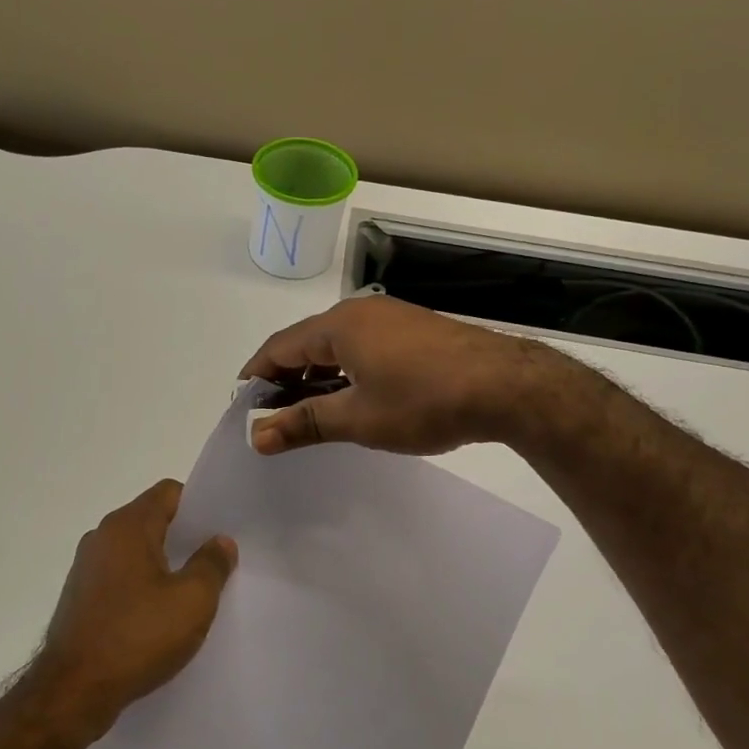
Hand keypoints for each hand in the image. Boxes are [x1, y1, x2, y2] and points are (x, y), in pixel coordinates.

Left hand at [33, 480, 236, 739]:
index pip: (169, 492)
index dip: (199, 506)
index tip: (220, 530)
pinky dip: (142, 586)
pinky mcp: (80, 596)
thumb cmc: (137, 637)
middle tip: (216, 562)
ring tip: (192, 592)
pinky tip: (160, 616)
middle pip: (151, 519)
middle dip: (184, 537)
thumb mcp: (192, 601)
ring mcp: (86, 567)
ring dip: (163, 564)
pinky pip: (120, 576)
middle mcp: (102, 536)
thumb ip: (212, 564)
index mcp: (127, 526)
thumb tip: (220, 541)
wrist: (73, 691)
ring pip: (136, 550)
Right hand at [241, 296, 560, 455]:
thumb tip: (257, 437)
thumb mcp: (358, 418)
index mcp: (338, 325)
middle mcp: (360, 312)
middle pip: (306, 342)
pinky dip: (344, 370)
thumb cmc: (423, 400)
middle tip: (272, 413)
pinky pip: (363, 345)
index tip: (241, 403)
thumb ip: (304, 423)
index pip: (279, 346)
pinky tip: (350, 396)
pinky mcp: (415, 330)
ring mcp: (391, 318)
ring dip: (315, 375)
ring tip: (307, 410)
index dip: (256, 374)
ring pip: (336, 344)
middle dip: (285, 377)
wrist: (507, 386)